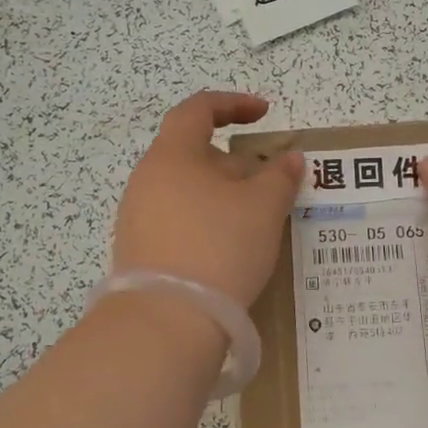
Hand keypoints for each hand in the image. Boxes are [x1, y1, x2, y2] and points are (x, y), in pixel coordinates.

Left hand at [111, 91, 302, 309]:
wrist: (165, 323)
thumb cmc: (218, 247)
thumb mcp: (263, 208)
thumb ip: (281, 176)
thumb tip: (290, 158)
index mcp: (172, 155)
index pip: (198, 109)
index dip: (233, 104)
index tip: (264, 114)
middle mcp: (147, 179)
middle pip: (193, 153)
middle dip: (235, 162)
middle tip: (269, 183)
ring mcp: (137, 216)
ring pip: (187, 189)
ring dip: (222, 194)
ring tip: (255, 219)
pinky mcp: (138, 250)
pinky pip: (178, 219)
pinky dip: (206, 220)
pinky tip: (229, 247)